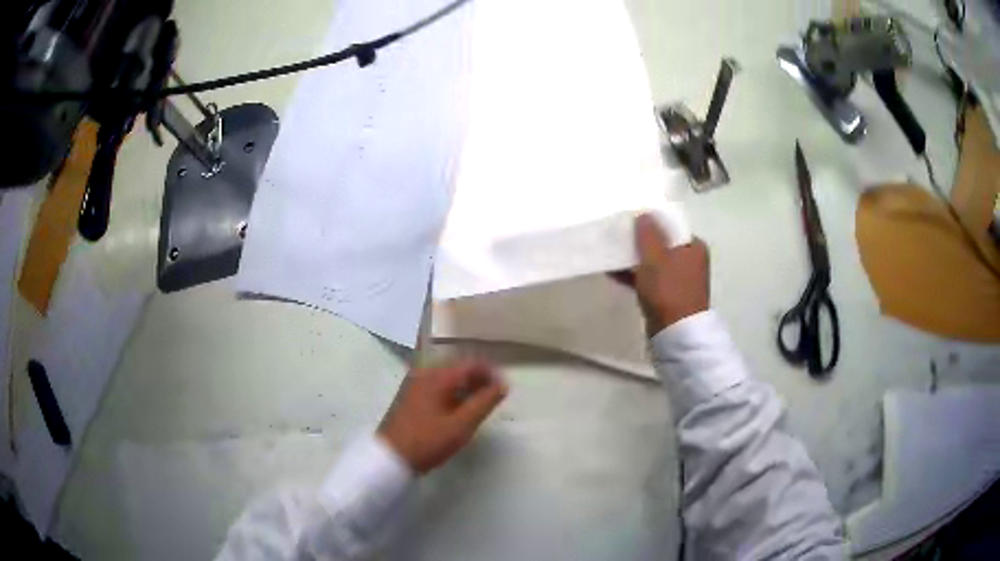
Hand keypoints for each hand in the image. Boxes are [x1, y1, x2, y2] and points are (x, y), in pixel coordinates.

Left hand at [378, 362, 507, 473]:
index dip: (491, 373)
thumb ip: (484, 403)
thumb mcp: (461, 425)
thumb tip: (503, 385)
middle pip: (459, 367)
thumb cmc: (428, 441)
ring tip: (480, 405)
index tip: (504, 389)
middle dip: (479, 379)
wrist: (391, 457)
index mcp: (437, 376)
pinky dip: (453, 392)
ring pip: (448, 377)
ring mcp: (416, 383)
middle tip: (495, 398)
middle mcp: (425, 373)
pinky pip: (438, 386)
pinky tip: (459, 409)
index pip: (471, 363)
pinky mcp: (412, 396)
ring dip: (466, 386)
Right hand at [617, 214, 709, 334]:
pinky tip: (612, 272)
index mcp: (694, 247)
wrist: (674, 333)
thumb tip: (644, 214)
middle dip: (640, 240)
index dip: (652, 221)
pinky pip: (649, 279)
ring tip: (611, 251)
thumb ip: (648, 234)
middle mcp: (690, 261)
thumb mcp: (655, 257)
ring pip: (653, 262)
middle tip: (618, 233)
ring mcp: (679, 281)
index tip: (631, 218)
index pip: (672, 226)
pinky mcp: (667, 296)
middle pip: (662, 244)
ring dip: (634, 258)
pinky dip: (634, 275)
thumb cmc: (668, 290)